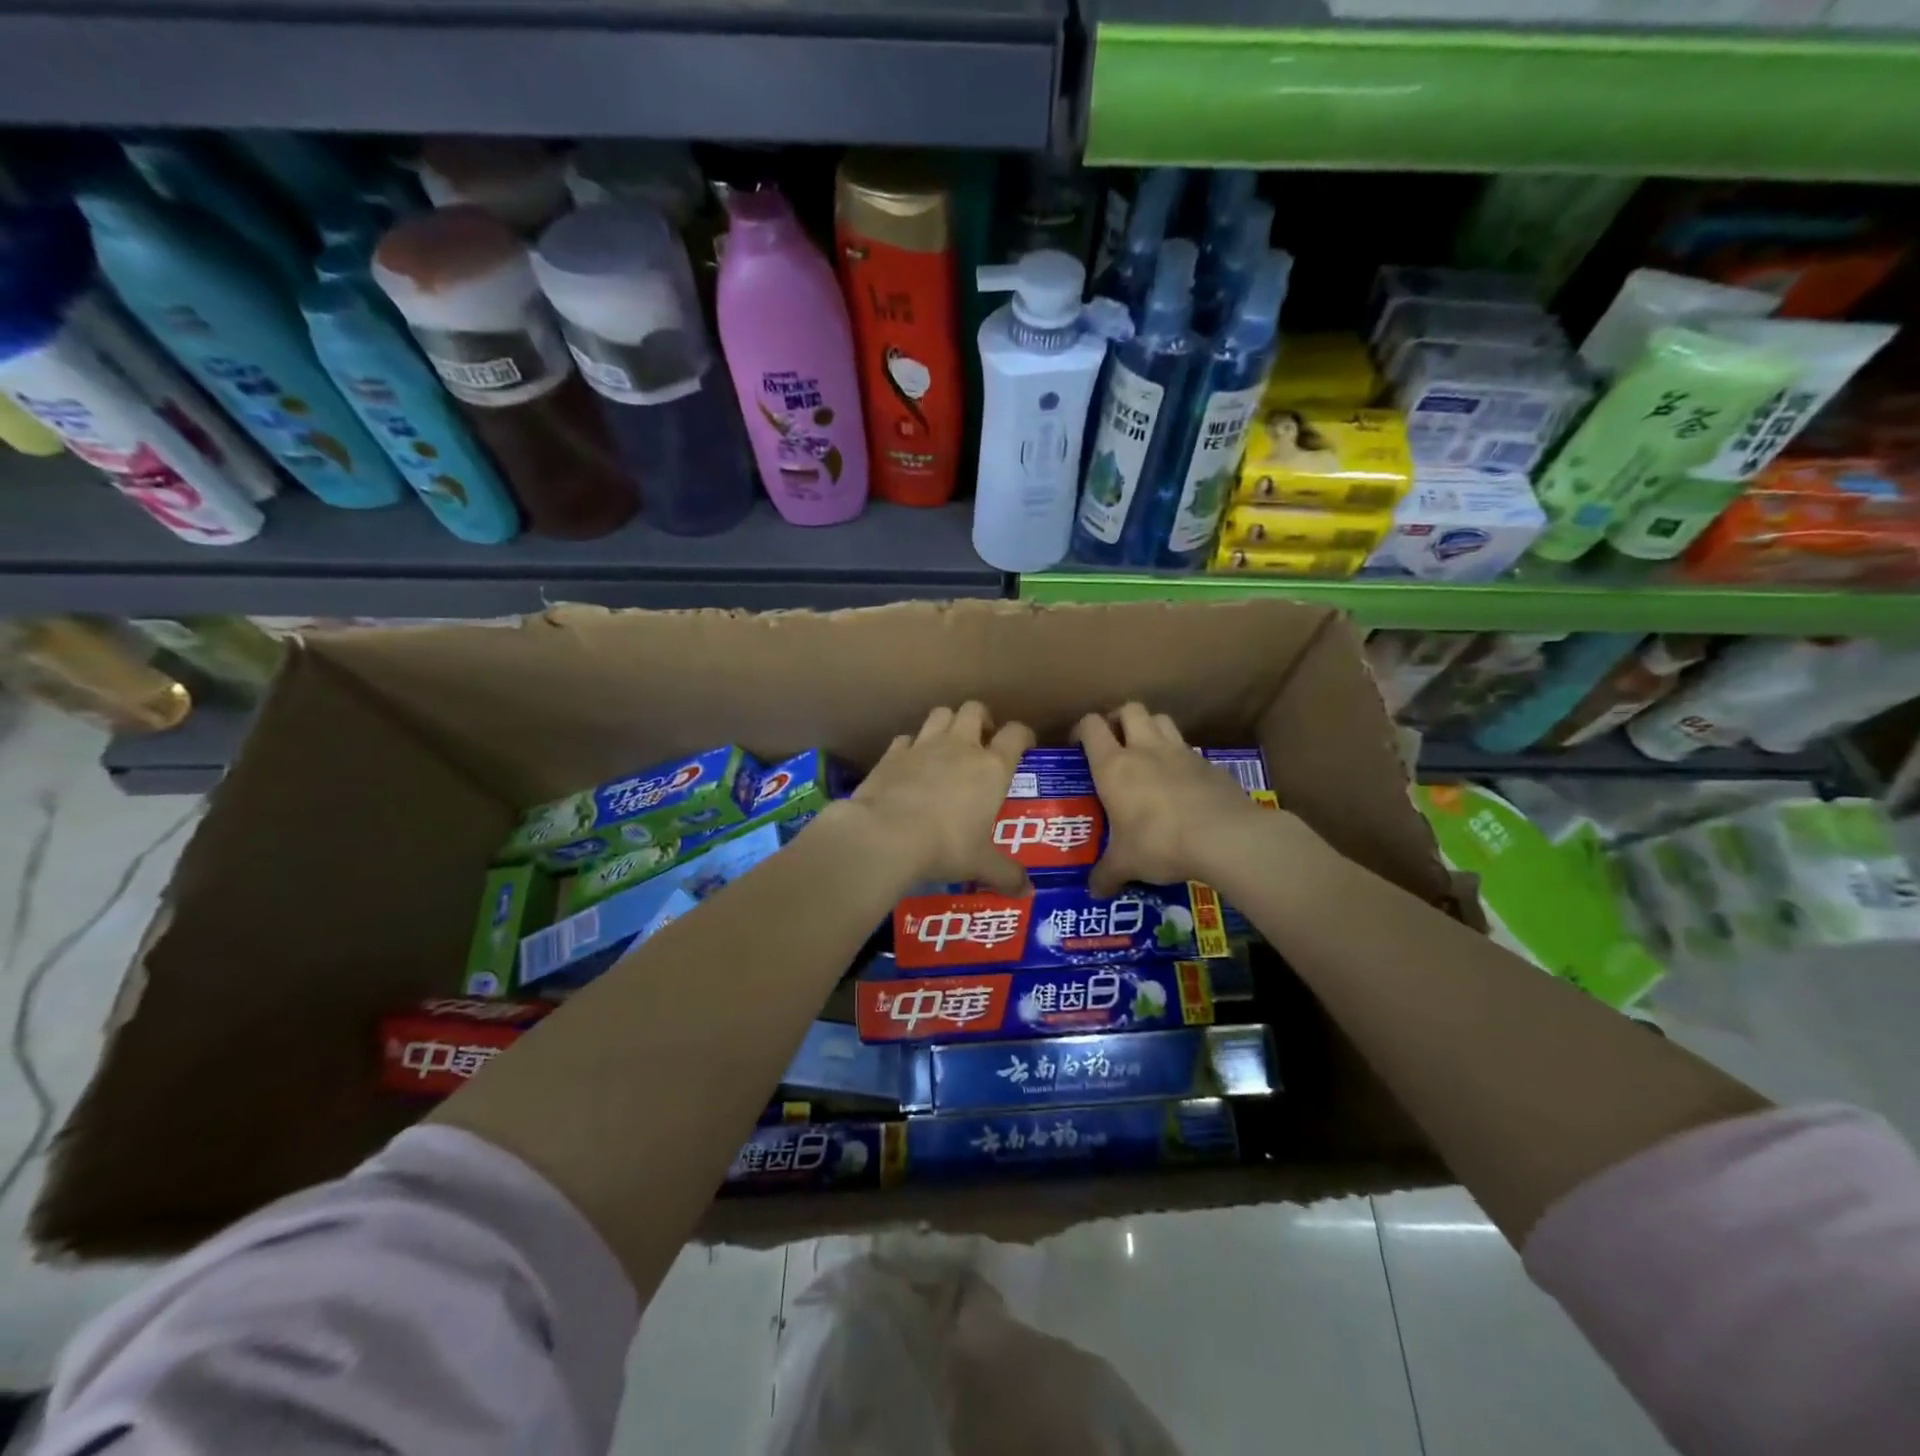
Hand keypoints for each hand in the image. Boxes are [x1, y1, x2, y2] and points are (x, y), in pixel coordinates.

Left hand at [846, 702, 1034, 893]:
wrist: (884, 835)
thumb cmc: (944, 846)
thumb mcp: (980, 864)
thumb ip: (1006, 874)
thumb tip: (1027, 892)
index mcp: (991, 767)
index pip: (1016, 734)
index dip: (1023, 736)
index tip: (1024, 747)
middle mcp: (960, 747)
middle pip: (975, 710)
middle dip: (982, 720)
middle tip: (982, 741)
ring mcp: (923, 746)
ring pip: (940, 714)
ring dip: (948, 723)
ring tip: (947, 745)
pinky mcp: (892, 754)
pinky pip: (906, 738)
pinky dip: (911, 746)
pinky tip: (910, 763)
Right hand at [1073, 704, 1270, 896]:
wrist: (1226, 838)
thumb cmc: (1160, 843)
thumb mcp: (1126, 864)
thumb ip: (1107, 874)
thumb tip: (1093, 891)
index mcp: (1114, 766)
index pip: (1091, 726)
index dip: (1082, 729)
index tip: (1078, 747)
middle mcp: (1145, 749)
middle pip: (1129, 709)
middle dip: (1119, 719)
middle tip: (1115, 743)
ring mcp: (1181, 752)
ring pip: (1161, 719)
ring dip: (1150, 728)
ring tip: (1147, 753)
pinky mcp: (1210, 764)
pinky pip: (1189, 748)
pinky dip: (1180, 756)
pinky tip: (1181, 782)